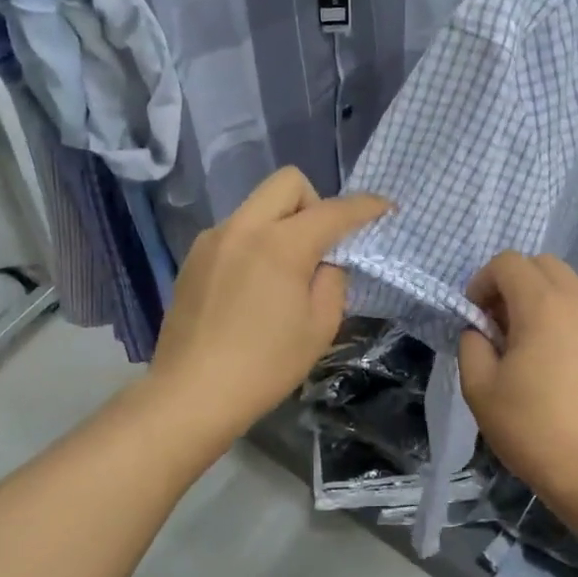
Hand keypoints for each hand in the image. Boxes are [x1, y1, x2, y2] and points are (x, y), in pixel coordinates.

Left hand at [149, 168, 389, 443]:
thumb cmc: (265, 366)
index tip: (385, 209)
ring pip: (258, 205)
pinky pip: (235, 231)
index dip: (365, 207)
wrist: (192, 394)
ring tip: (285, 271)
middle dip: (315, 202)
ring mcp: (212, 240)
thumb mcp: (320, 327)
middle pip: (288, 183)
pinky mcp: (193, 258)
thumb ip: (332, 280)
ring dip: (282, 223)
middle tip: (321, 245)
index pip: (334, 211)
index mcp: (281, 244)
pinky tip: (252, 287)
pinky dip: (255, 242)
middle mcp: (243, 227)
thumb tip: (326, 261)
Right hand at [458, 252, 577, 506]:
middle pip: (541, 263)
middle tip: (496, 323)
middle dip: (511, 282)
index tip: (474, 318)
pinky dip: (560, 314)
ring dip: (537, 296)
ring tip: (522, 341)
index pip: (508, 263)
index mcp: (542, 305)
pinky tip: (549, 357)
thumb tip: (480, 331)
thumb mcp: (479, 387)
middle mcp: (577, 301)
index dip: (482, 282)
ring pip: (565, 283)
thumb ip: (472, 344)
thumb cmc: (531, 427)